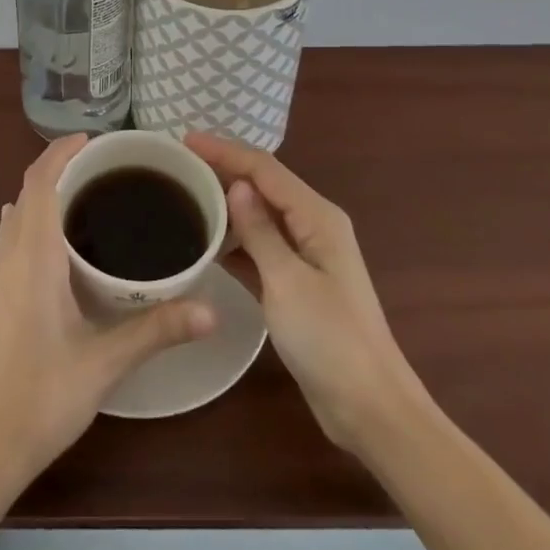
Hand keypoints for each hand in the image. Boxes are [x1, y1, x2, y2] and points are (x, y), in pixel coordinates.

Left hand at [0, 133, 216, 491]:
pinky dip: (34, 219)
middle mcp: (7, 254)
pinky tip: (62, 244)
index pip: (40, 181)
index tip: (94, 140)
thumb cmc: (41, 398)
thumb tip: (212, 310)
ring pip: (17, 213)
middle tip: (105, 167)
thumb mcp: (105, 363)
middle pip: (27, 191)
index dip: (61, 151)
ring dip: (44, 193)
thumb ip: (157, 330)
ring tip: (87, 196)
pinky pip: (11, 236)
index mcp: (31, 255)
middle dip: (59, 168)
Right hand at [186, 132, 431, 457]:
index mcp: (317, 217)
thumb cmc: (331, 341)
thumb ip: (260, 231)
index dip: (224, 150)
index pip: (264, 169)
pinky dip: (234, 241)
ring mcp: (306, 256)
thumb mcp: (287, 282)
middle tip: (178, 165)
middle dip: (224, 170)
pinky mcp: (296, 284)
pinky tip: (205, 242)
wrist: (370, 410)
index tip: (184, 139)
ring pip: (259, 216)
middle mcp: (313, 226)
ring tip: (184, 195)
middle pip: (263, 186)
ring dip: (226, 205)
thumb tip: (236, 185)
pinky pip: (260, 248)